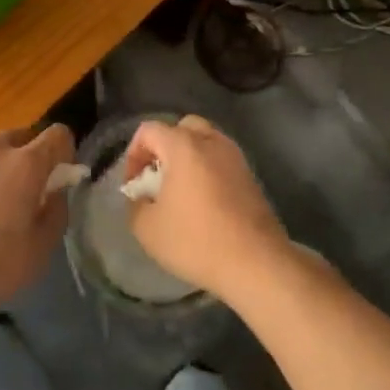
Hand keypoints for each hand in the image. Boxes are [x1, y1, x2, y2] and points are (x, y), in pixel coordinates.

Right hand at [124, 116, 289, 303]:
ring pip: (204, 141)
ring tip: (180, 192)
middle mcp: (210, 140)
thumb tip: (140, 198)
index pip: (149, 130)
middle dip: (163, 149)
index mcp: (183, 145)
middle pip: (181, 128)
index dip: (133, 154)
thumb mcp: (148, 229)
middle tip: (157, 179)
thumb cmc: (196, 240)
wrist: (256, 262)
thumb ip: (135, 205)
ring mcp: (234, 156)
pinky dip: (207, 170)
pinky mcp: (250, 175)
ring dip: (187, 158)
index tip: (134, 186)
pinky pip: (221, 159)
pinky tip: (204, 202)